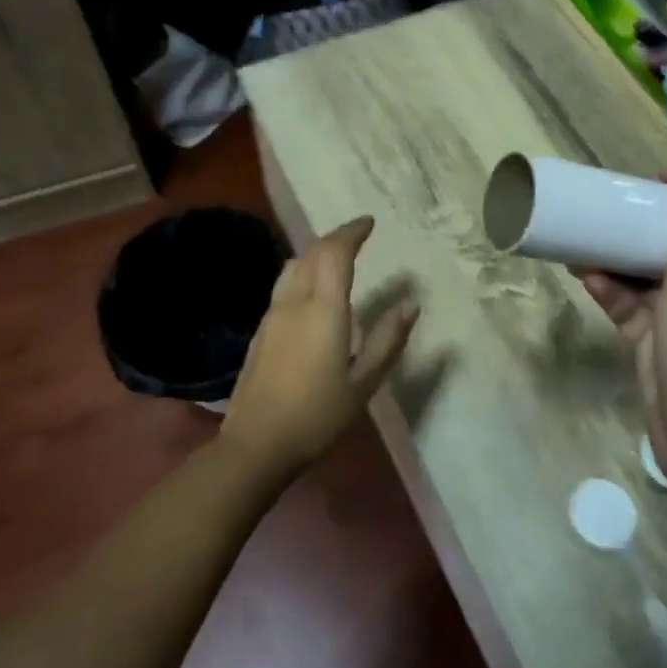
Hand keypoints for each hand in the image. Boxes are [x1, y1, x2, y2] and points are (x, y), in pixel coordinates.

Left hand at [221, 216, 417, 481]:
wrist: (256, 444)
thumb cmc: (317, 415)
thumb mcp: (364, 383)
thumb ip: (388, 339)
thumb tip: (410, 304)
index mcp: (323, 310)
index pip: (336, 253)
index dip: (352, 232)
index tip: (369, 223)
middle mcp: (294, 302)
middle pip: (312, 253)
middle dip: (335, 238)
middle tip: (357, 237)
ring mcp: (272, 315)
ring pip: (292, 267)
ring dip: (315, 254)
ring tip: (336, 260)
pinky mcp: (260, 331)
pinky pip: (284, 286)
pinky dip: (302, 274)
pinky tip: (312, 295)